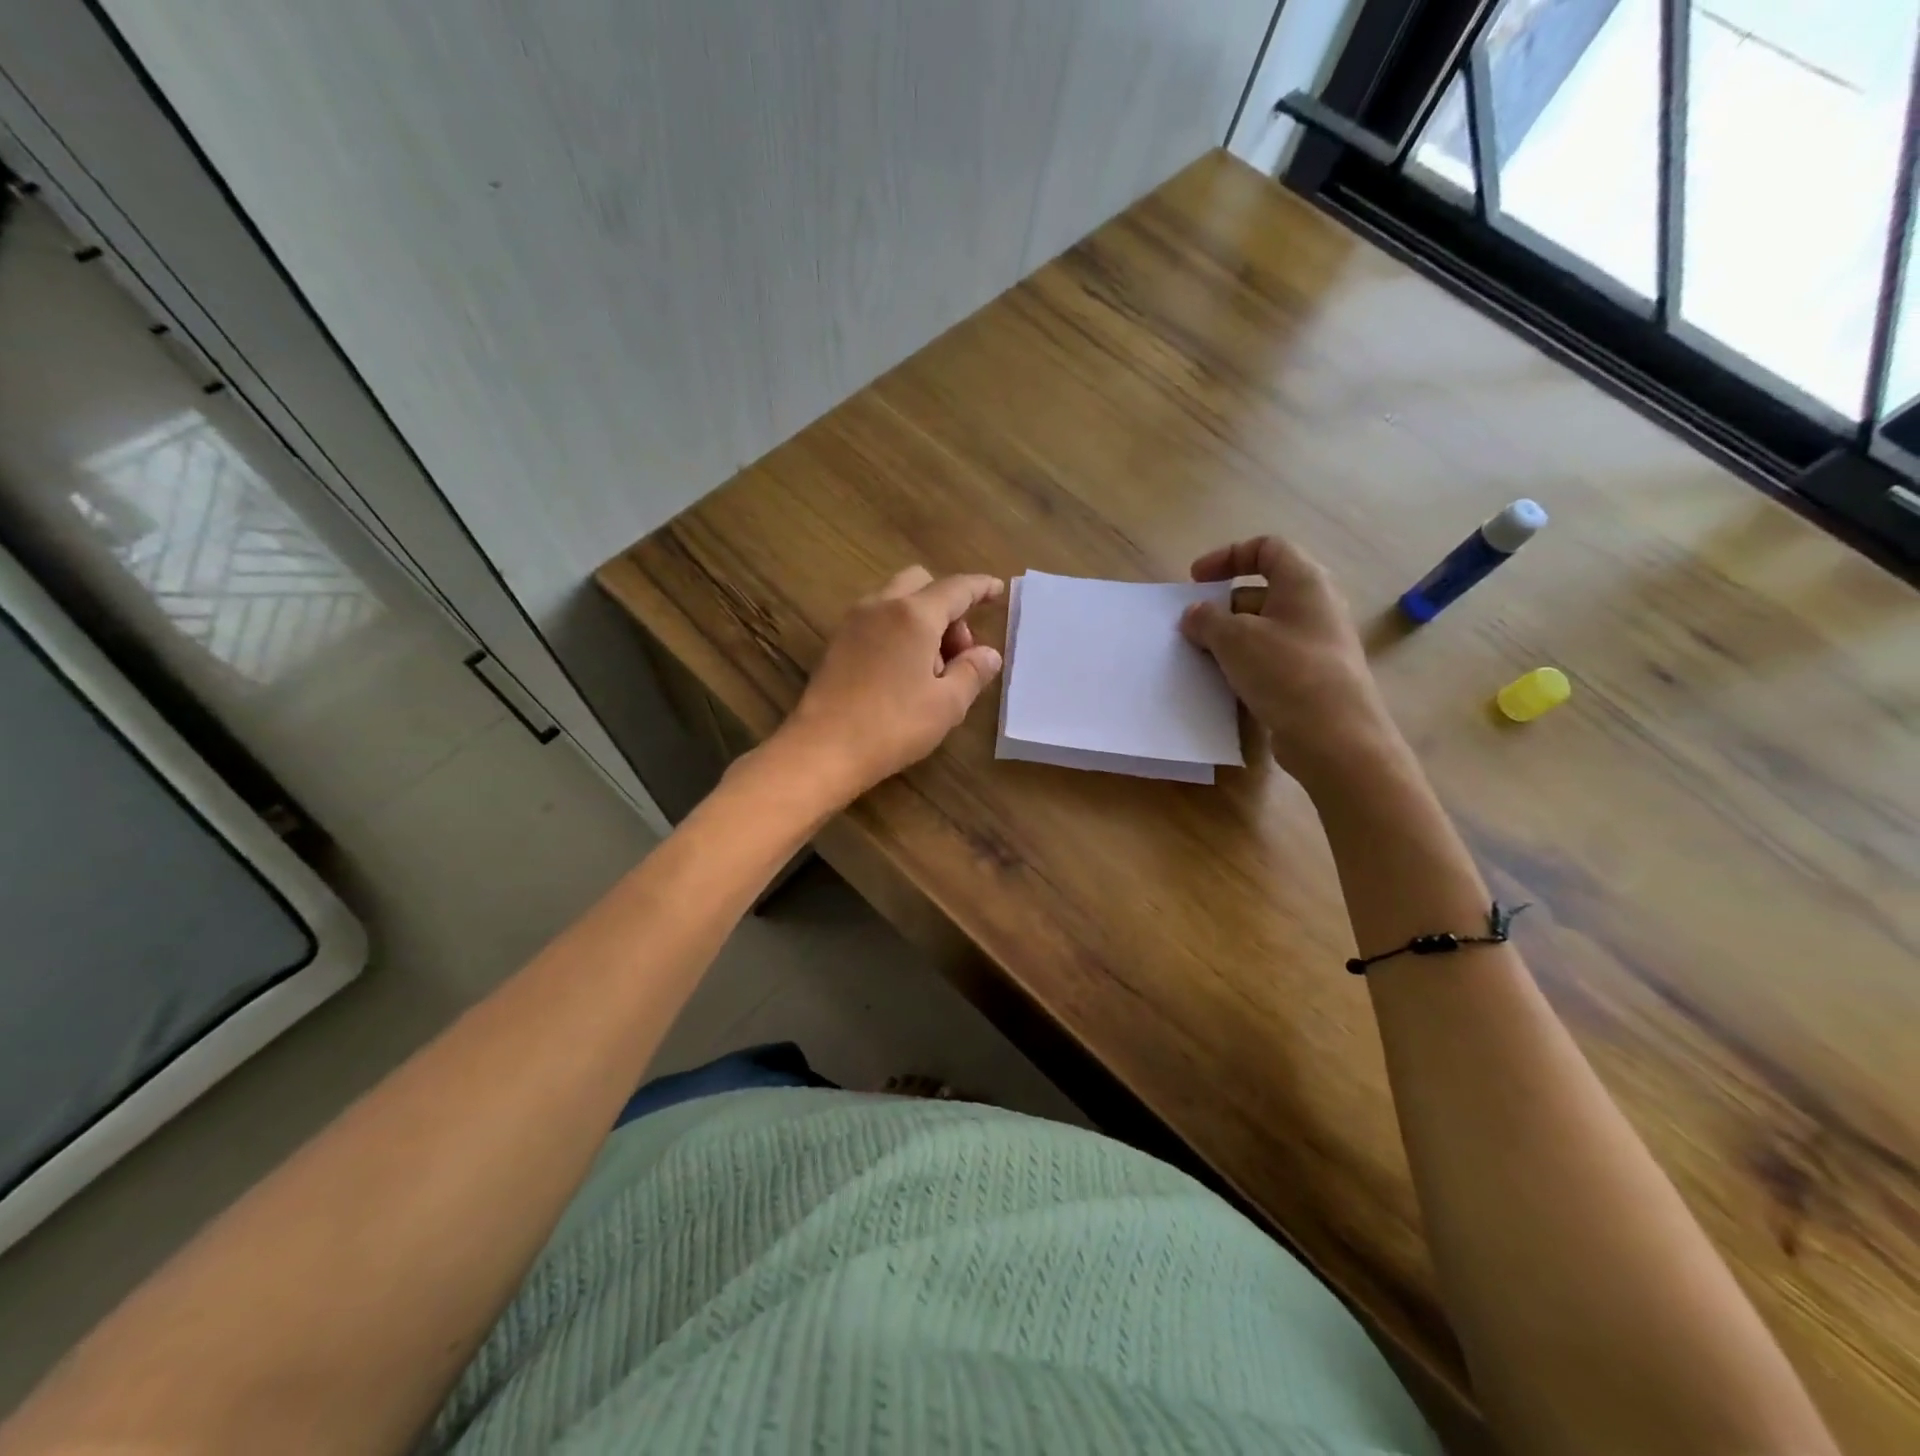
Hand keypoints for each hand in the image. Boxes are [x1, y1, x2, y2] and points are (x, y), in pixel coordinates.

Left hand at [775, 566, 1004, 799]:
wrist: (822, 749)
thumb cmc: (893, 726)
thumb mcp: (947, 704)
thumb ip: (972, 672)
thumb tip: (988, 654)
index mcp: (914, 615)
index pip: (956, 588)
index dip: (980, 587)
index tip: (997, 590)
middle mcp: (881, 606)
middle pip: (921, 583)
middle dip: (947, 606)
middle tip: (958, 651)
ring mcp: (853, 622)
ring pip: (895, 600)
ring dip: (921, 619)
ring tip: (931, 669)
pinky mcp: (836, 643)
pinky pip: (876, 619)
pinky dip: (897, 630)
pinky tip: (902, 672)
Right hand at [1179, 536, 1400, 781]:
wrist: (1334, 737)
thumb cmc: (1286, 672)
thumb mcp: (1234, 638)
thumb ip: (1207, 619)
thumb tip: (1195, 615)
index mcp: (1304, 582)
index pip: (1267, 548)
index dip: (1228, 556)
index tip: (1196, 580)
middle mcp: (1315, 606)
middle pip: (1262, 591)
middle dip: (1222, 606)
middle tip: (1193, 627)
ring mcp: (1316, 644)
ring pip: (1264, 628)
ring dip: (1229, 638)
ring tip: (1202, 657)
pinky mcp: (1311, 677)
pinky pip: (1271, 659)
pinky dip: (1244, 664)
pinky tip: (1224, 683)